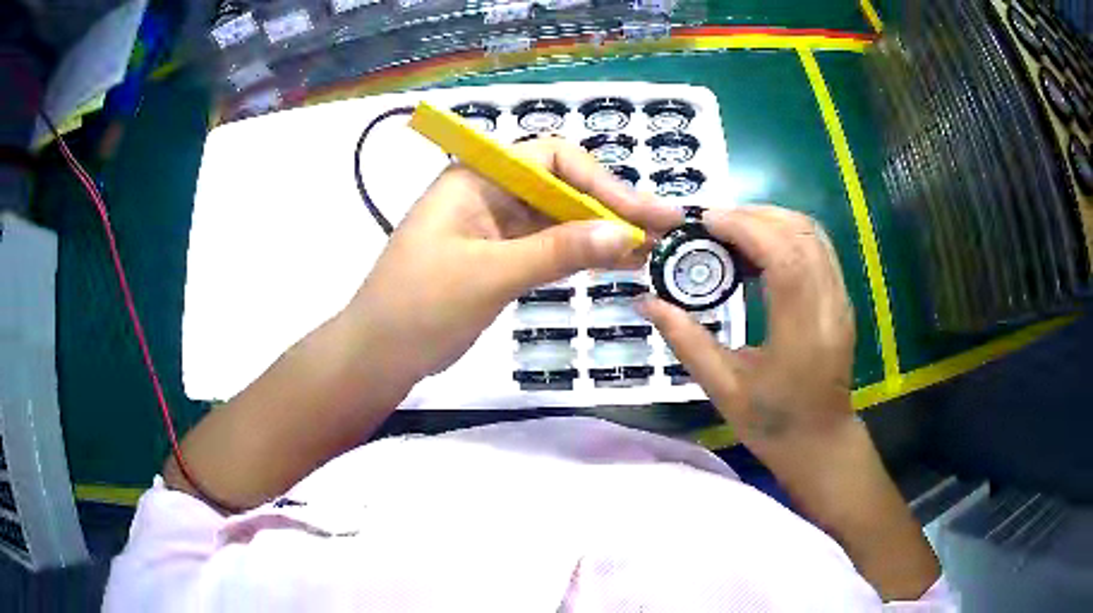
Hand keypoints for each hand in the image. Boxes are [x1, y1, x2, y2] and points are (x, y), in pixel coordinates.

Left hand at [348, 136, 680, 380]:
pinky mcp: (498, 257)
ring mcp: (494, 226)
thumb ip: (557, 251)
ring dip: (600, 233)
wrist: (379, 355)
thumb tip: (627, 233)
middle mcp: (488, 192)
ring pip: (558, 219)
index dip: (601, 182)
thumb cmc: (420, 306)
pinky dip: (579, 254)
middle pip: (561, 188)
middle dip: (610, 208)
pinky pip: (547, 246)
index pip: (551, 159)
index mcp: (477, 177)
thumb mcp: (490, 274)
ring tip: (649, 250)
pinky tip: (614, 263)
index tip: (641, 214)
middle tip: (660, 232)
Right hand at [638, 205, 855, 470]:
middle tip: (710, 222)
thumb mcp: (722, 388)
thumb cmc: (772, 423)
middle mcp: (829, 305)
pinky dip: (785, 233)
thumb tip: (645, 302)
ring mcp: (840, 299)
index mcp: (801, 332)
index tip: (704, 220)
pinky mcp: (841, 298)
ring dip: (770, 219)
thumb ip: (685, 340)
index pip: (783, 257)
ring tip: (730, 229)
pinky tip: (757, 248)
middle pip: (800, 233)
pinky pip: (817, 247)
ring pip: (812, 233)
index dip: (744, 227)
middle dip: (753, 215)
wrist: (820, 441)